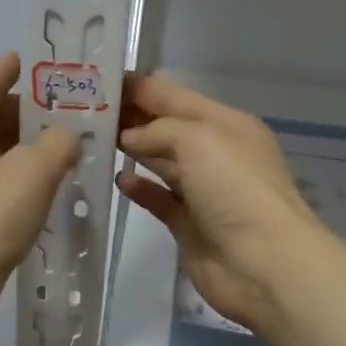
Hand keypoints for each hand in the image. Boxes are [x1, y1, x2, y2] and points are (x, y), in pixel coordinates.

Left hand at [0, 53, 79, 290]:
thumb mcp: (35, 171)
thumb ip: (59, 143)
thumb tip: (65, 137)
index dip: (6, 70)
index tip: (27, 59)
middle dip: (24, 110)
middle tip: (62, 107)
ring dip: (22, 143)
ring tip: (59, 143)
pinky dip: (14, 170)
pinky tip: (40, 183)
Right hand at [116, 75, 326, 331]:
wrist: (264, 264)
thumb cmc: (236, 189)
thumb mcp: (199, 139)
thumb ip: (158, 130)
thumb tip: (129, 138)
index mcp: (225, 124)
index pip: (174, 96)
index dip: (138, 87)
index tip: (98, 80)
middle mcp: (215, 153)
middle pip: (165, 127)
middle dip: (130, 116)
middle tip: (82, 110)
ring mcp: (203, 191)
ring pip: (161, 161)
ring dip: (131, 149)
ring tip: (91, 139)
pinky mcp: (189, 225)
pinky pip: (159, 199)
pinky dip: (140, 188)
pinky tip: (117, 179)